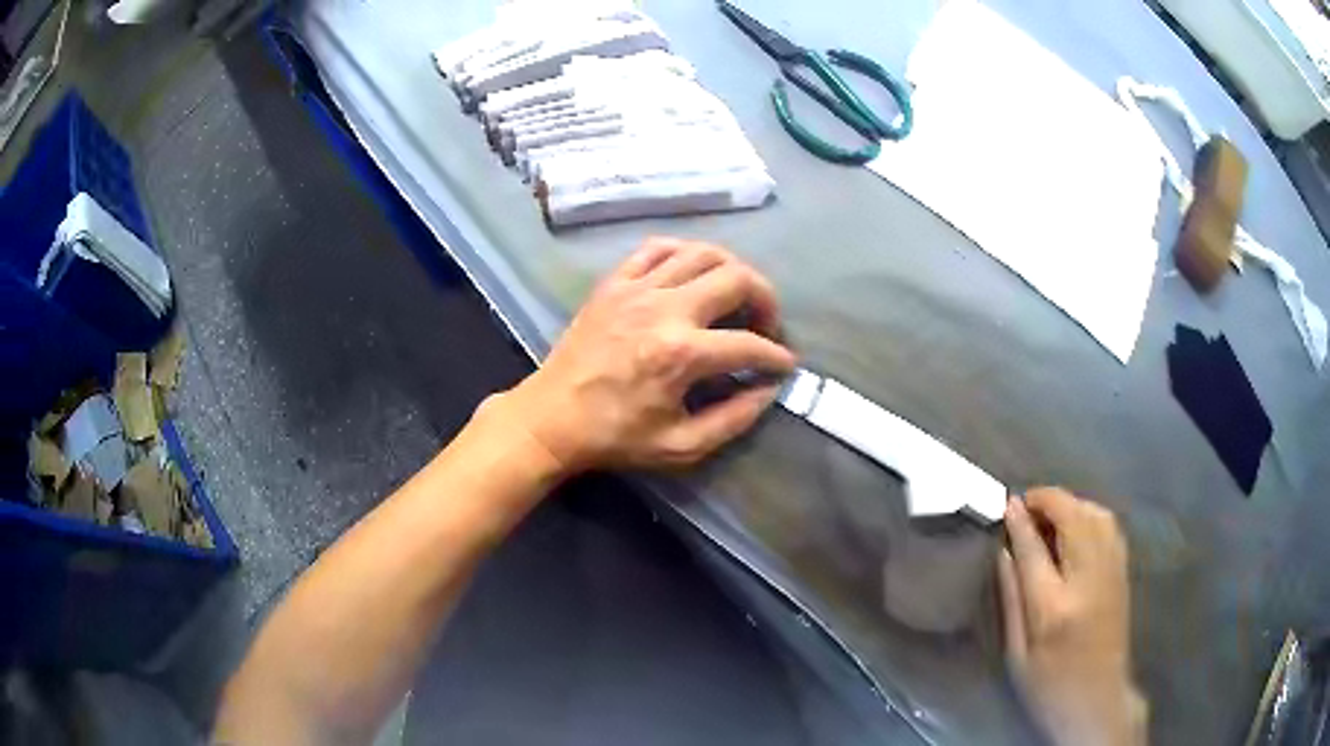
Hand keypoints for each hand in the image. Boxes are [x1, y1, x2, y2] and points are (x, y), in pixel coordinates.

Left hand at [494, 237, 796, 473]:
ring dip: (731, 269)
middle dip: (766, 299)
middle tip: (766, 323)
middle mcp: (664, 309)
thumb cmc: (615, 437)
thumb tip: (768, 390)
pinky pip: (657, 248)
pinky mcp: (614, 283)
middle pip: (736, 279)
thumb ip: (734, 420)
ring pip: (702, 252)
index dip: (776, 356)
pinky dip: (684, 253)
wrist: (552, 418)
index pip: (749, 344)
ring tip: (736, 295)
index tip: (784, 365)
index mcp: (682, 354)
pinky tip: (692, 272)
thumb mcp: (681, 446)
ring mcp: (636, 289)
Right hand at [998, 488, 1147, 745]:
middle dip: (1047, 500)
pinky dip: (1090, 513)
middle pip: (1072, 517)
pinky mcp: (1123, 571)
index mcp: (1054, 607)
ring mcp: (1111, 571)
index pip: (1034, 548)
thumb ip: (1011, 599)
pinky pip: (1109, 524)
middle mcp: (1088, 579)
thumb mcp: (1016, 654)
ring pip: (1095, 514)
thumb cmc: (1048, 685)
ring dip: (1070, 504)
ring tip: (1048, 513)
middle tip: (1025, 504)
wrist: (1097, 700)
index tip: (1006, 502)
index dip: (1019, 520)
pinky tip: (1076, 524)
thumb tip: (1003, 551)